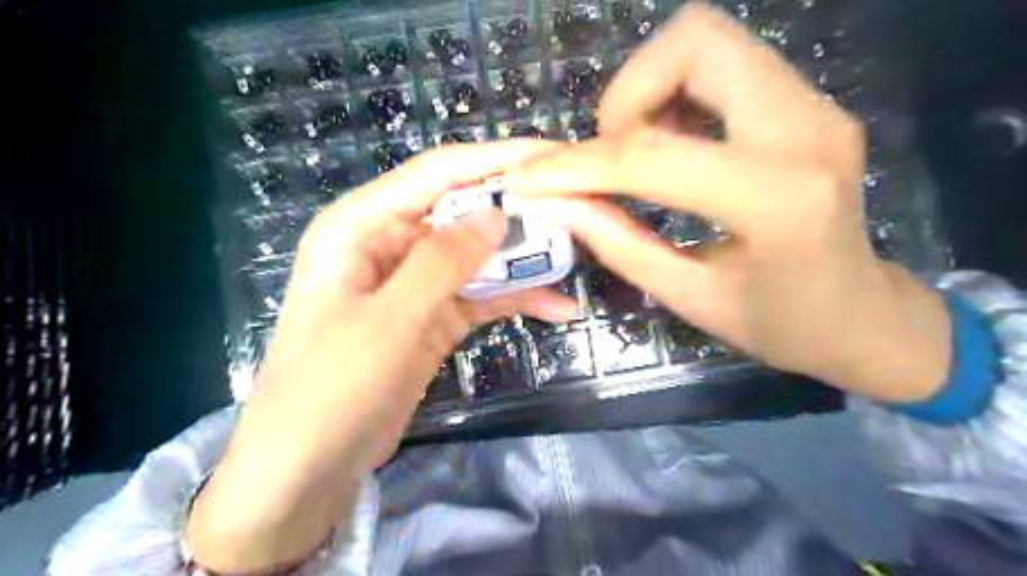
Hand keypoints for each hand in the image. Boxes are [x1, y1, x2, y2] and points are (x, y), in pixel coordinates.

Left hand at [182, 140, 569, 574]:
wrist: (309, 466)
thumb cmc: (331, 386)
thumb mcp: (389, 320)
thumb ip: (442, 262)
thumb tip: (497, 214)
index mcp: (362, 225)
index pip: (436, 174)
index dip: (494, 159)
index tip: (551, 154)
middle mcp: (390, 244)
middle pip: (463, 212)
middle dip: (518, 210)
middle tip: (578, 207)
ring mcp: (415, 285)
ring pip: (478, 256)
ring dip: (524, 258)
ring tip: (578, 253)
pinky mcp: (433, 319)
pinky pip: (481, 298)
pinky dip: (516, 300)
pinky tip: (558, 307)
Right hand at [505, 7, 945, 406]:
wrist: (864, 316)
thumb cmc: (781, 325)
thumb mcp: (689, 298)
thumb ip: (618, 244)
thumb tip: (555, 203)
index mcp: (776, 200)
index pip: (652, 155)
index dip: (577, 164)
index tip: (530, 177)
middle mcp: (805, 131)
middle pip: (695, 43)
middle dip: (627, 93)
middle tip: (611, 154)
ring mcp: (816, 107)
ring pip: (710, 43)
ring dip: (651, 88)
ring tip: (639, 152)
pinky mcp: (809, 105)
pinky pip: (727, 66)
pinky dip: (679, 94)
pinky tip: (672, 145)